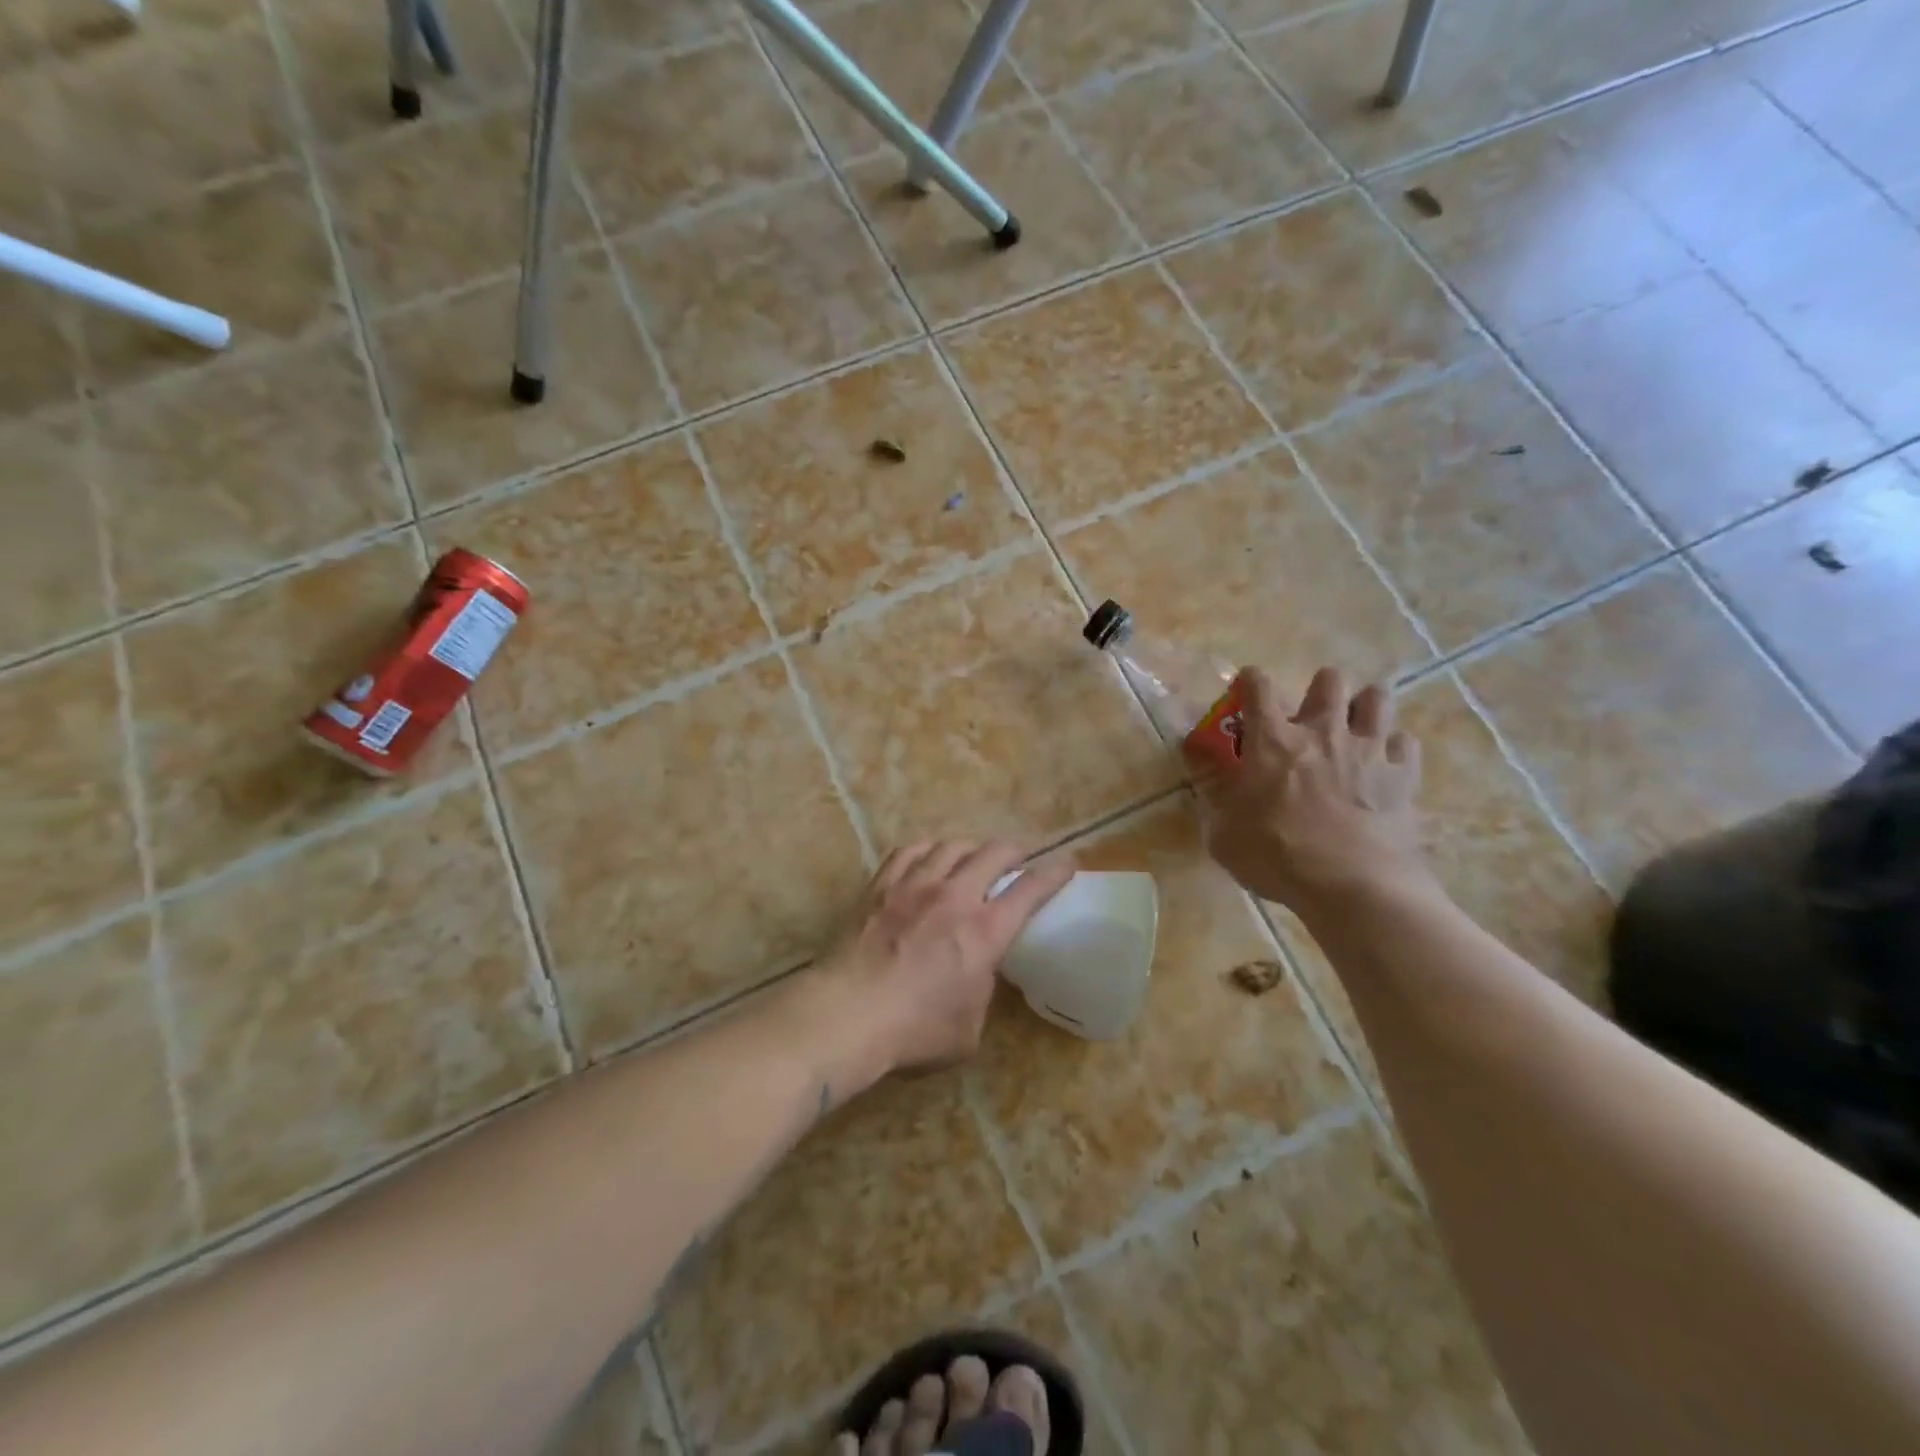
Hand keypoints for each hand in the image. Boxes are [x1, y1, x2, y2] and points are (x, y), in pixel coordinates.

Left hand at [820, 841, 1074, 1076]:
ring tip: (973, 854)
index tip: (1067, 862)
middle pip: (993, 853)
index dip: (1054, 873)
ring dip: (970, 847)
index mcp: (985, 932)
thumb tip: (975, 978)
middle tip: (1021, 854)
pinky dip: (927, 849)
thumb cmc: (914, 1032)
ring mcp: (914, 886)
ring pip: (951, 846)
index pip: (1031, 891)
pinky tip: (927, 855)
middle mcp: (954, 897)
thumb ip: (980, 994)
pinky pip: (909, 852)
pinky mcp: (880, 886)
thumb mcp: (968, 1030)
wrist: (847, 1015)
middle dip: (1015, 849)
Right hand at [1191, 666, 1433, 917]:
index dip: (1250, 680)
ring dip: (1363, 707)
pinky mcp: (1403, 775)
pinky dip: (1394, 748)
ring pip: (1377, 698)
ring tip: (1354, 728)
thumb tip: (1198, 766)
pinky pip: (1405, 742)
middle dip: (1319, 689)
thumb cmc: (1276, 856)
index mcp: (1272, 740)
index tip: (1247, 686)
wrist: (1352, 885)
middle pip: (1329, 680)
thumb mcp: (1222, 832)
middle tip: (1311, 716)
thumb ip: (1212, 794)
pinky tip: (1384, 764)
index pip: (1258, 686)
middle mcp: (1322, 731)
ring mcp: (1368, 749)